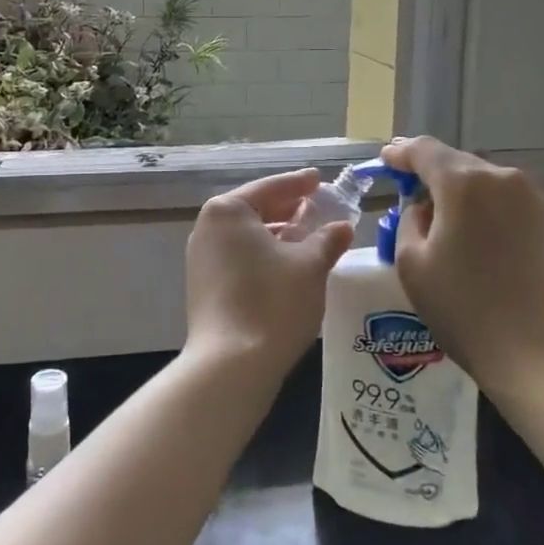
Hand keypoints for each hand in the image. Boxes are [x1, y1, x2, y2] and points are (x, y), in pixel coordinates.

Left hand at [185, 169, 354, 378]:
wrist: (231, 366)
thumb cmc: (273, 302)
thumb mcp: (310, 266)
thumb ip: (327, 239)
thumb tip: (342, 227)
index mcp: (228, 211)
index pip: (271, 188)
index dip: (300, 183)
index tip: (320, 178)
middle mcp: (207, 228)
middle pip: (255, 209)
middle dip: (289, 209)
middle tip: (319, 206)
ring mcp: (201, 258)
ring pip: (247, 236)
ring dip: (278, 234)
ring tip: (309, 236)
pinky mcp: (204, 286)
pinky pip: (239, 257)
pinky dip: (264, 255)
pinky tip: (289, 265)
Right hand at [380, 137, 543, 396]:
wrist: (540, 353)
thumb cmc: (464, 308)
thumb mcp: (412, 263)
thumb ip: (409, 221)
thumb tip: (425, 209)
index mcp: (464, 182)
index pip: (425, 151)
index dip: (401, 152)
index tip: (386, 159)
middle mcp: (502, 178)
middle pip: (457, 163)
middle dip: (430, 173)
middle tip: (407, 189)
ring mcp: (533, 198)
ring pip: (484, 182)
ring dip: (459, 192)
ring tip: (441, 218)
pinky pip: (506, 201)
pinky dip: (484, 208)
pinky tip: (474, 234)